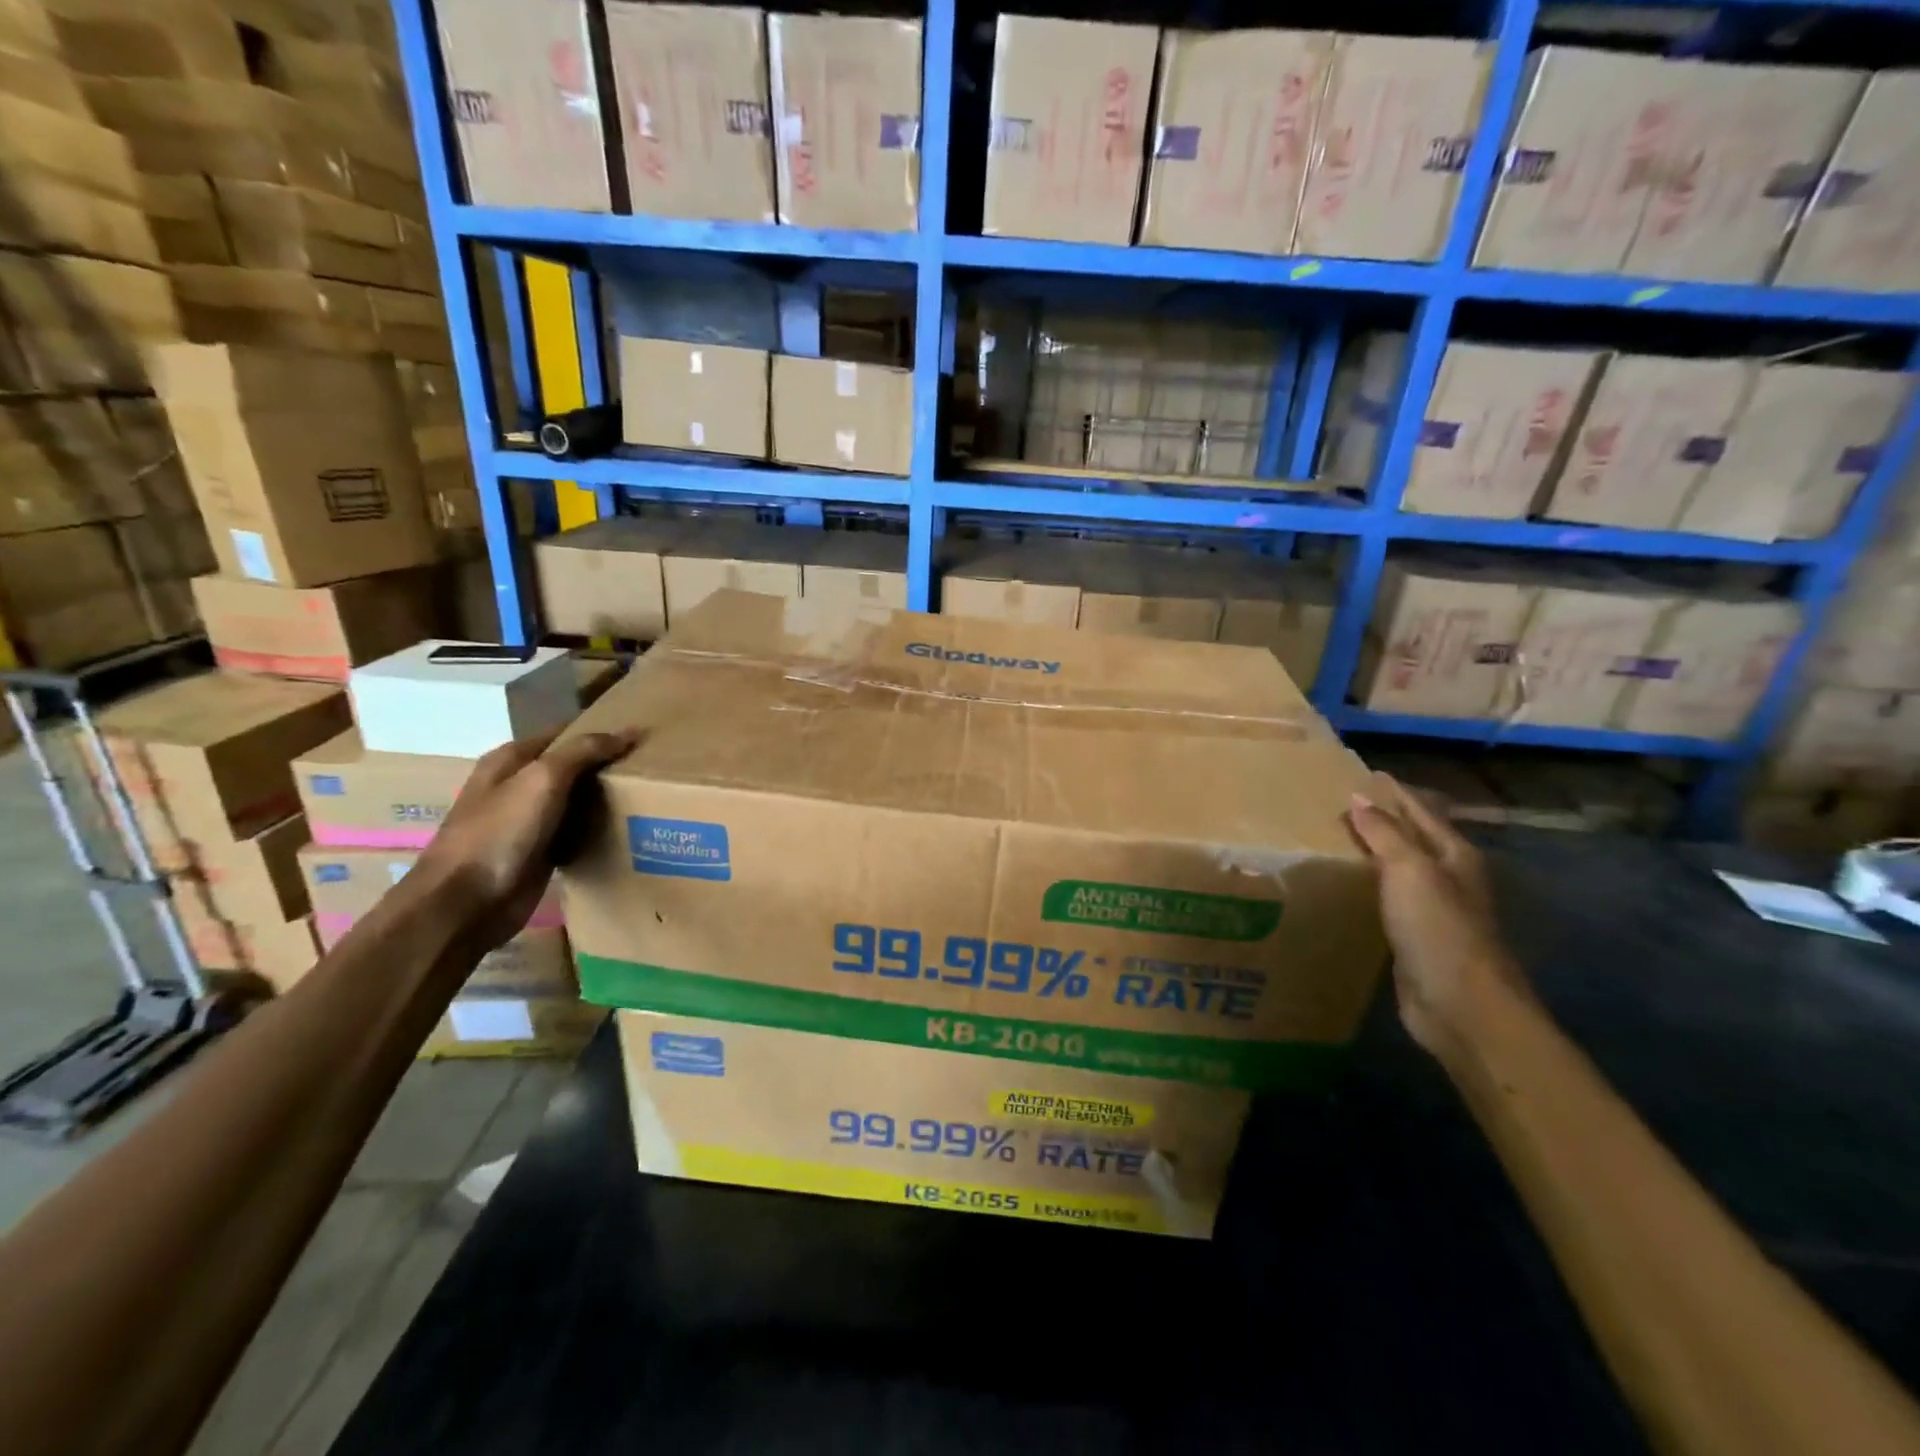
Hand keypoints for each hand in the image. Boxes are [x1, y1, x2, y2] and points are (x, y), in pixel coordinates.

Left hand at [412, 727, 634, 950]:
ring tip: (650, 796)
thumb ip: (584, 751)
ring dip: (604, 799)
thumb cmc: (500, 832)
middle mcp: (518, 786)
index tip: (641, 735)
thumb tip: (630, 731)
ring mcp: (527, 822)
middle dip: (607, 766)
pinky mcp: (539, 853)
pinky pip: (575, 833)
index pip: (564, 733)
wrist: (466, 904)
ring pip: (576, 801)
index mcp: (511, 760)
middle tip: (652, 767)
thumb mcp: (543, 779)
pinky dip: (597, 830)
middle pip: (572, 767)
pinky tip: (626, 830)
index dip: (599, 730)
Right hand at [1346, 774, 1530, 1059]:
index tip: (1362, 775)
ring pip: (1396, 870)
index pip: (1420, 811)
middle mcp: (1447, 878)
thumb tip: (1358, 798)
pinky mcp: (1413, 939)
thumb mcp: (1410, 871)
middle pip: (1411, 838)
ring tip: (1331, 840)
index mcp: (1454, 855)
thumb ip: (1384, 833)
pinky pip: (1384, 901)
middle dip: (1380, 820)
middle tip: (1336, 805)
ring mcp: (1432, 911)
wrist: (1461, 1007)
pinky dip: (1365, 887)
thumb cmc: (1439, 929)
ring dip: (1370, 854)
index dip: (1393, 792)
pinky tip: (1341, 887)